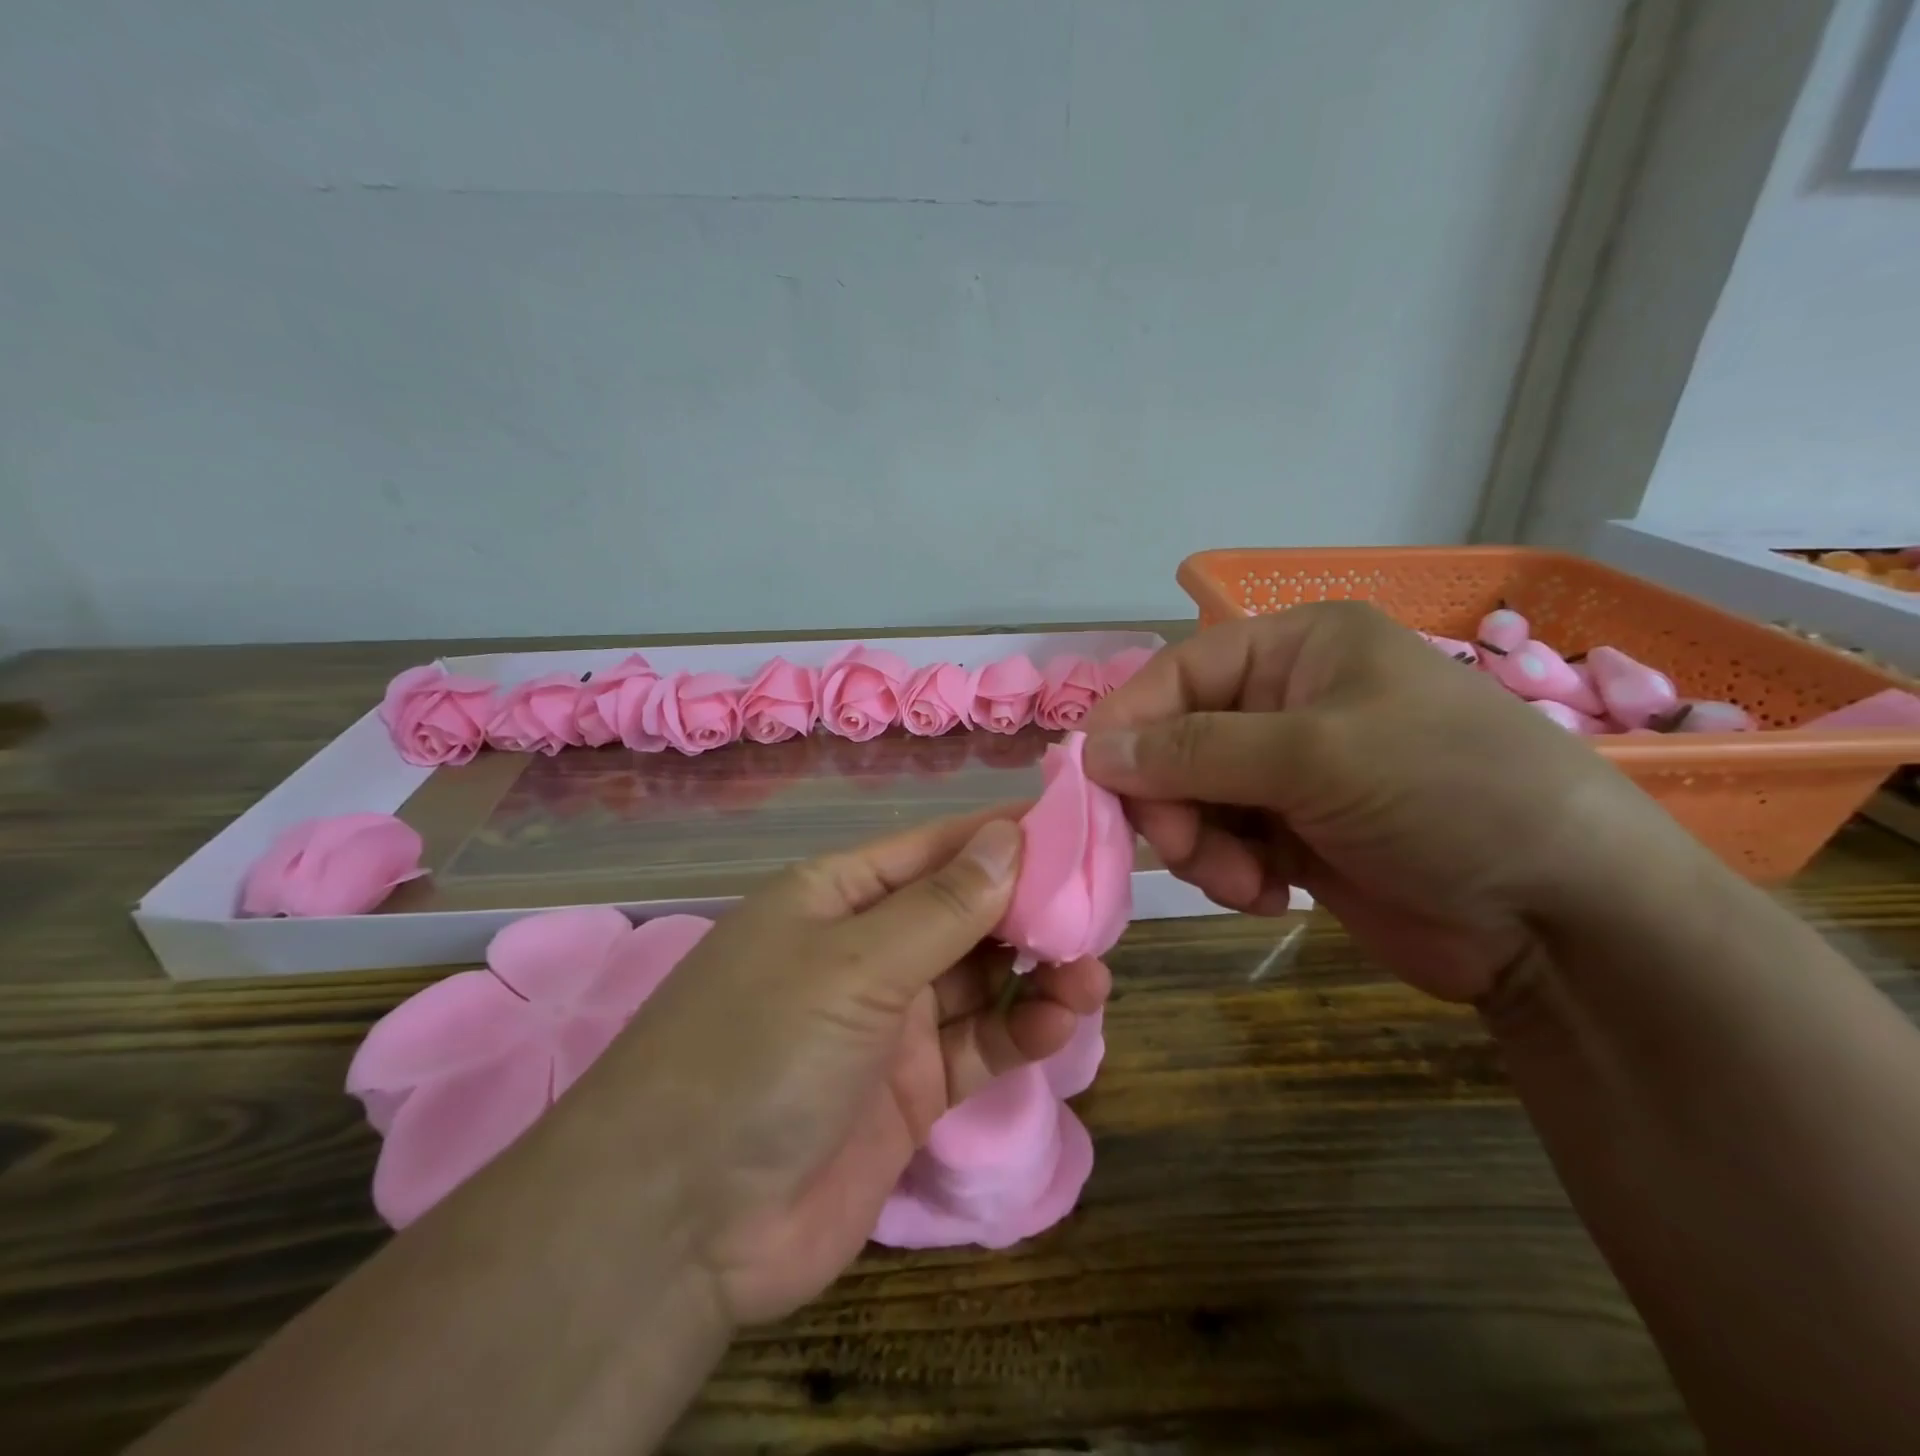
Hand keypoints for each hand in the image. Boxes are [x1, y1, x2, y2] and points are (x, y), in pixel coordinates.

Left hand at [583, 811, 1109, 1327]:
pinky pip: (980, 1045)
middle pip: (964, 911)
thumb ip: (941, 906)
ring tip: (1093, 972)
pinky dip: (1022, 1031)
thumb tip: (1009, 836)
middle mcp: (865, 950)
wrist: (680, 1227)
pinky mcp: (911, 1091)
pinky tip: (1063, 1023)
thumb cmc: (758, 1052)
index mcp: (837, 896)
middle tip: (1101, 906)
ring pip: (981, 979)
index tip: (1075, 826)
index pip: (935, 849)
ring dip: (1038, 971)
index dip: (1002, 835)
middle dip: (1029, 907)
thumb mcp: (852, 965)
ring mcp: (889, 1023)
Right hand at [1082, 602, 1698, 1002]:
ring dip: (1199, 845)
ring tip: (1243, 880)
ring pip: (1189, 799)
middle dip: (1171, 800)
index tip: (1094, 783)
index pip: (1176, 675)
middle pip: (1174, 742)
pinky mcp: (1293, 834)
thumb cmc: (1446, 795)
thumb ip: (1194, 750)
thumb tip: (1091, 751)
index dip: (1128, 725)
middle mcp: (1284, 702)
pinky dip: (1227, 872)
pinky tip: (1266, 896)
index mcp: (1295, 650)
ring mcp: (1287, 772)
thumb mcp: (1316, 756)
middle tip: (1183, 850)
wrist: (1562, 917)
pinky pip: (1220, 843)